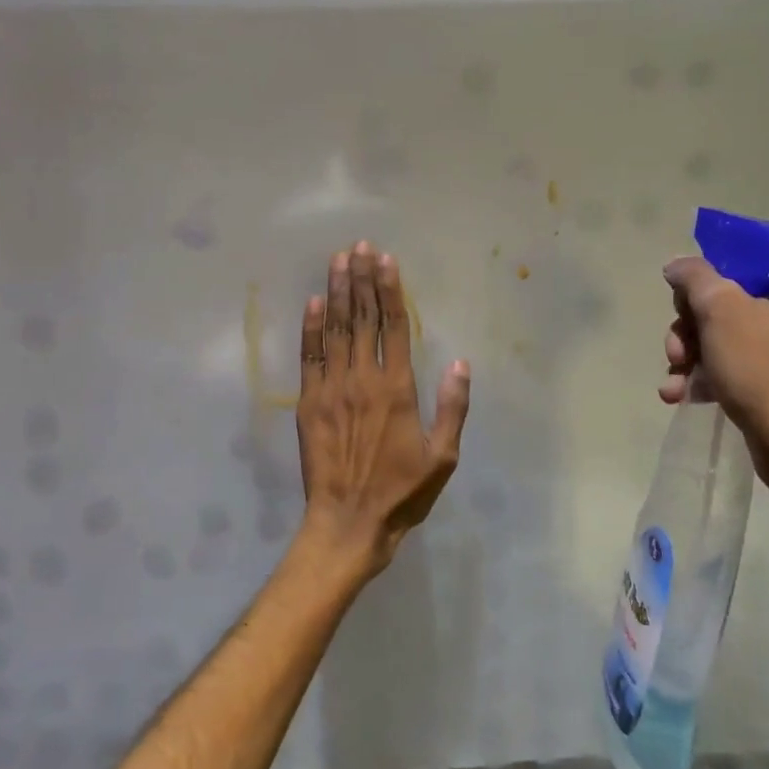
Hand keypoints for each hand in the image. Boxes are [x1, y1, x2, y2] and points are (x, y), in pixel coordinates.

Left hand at [295, 242, 470, 581]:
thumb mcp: (442, 457)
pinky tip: (314, 301)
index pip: (394, 327)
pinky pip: (309, 357)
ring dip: (338, 292)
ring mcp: (331, 389)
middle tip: (359, 246)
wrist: (348, 522)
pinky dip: (311, 327)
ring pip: (336, 330)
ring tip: (339, 260)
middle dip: (362, 279)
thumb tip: (460, 364)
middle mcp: (363, 380)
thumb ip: (452, 408)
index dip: (390, 291)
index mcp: (397, 389)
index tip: (387, 260)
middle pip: (363, 319)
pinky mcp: (308, 402)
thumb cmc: (402, 493)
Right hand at [660, 254, 768, 477]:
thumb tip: (677, 265)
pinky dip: (706, 377)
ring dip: (689, 355)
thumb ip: (694, 276)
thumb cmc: (763, 369)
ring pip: (724, 335)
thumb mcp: (720, 309)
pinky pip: (735, 366)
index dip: (706, 273)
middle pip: (726, 299)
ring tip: (673, 380)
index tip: (683, 297)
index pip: (744, 256)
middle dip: (689, 326)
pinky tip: (680, 395)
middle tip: (676, 350)